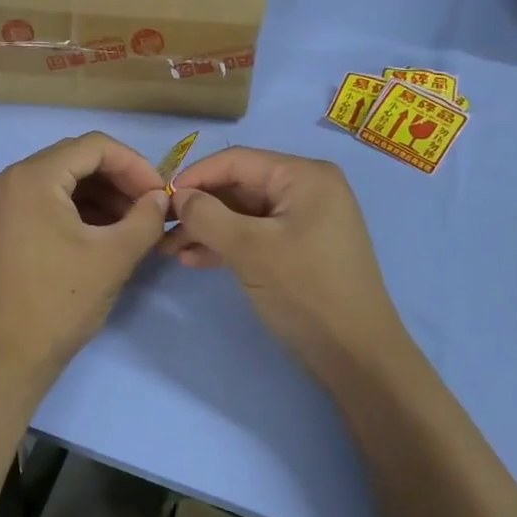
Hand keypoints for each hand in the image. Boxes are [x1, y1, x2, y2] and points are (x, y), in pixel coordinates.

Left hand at [0, 133, 169, 390]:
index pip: (94, 146)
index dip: (135, 164)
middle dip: (118, 181)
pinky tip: (102, 235)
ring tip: (132, 226)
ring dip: (99, 197)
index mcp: (30, 177)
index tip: (161, 193)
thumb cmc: (58, 303)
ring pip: (59, 182)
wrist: (3, 360)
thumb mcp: (113, 257)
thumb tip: (160, 197)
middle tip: (150, 209)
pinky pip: (42, 203)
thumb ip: (146, 218)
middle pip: (74, 161)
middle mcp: (6, 180)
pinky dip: (75, 211)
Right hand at [163, 147, 411, 381]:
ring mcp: (306, 220)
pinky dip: (226, 244)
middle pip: (239, 186)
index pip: (237, 161)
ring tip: (170, 249)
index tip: (159, 199)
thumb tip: (178, 197)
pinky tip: (194, 260)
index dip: (195, 176)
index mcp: (304, 176)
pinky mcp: (300, 248)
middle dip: (199, 207)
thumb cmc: (306, 291)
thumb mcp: (250, 249)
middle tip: (161, 229)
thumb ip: (208, 216)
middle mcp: (307, 189)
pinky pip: (256, 235)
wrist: (357, 355)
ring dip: (207, 229)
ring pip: (243, 213)